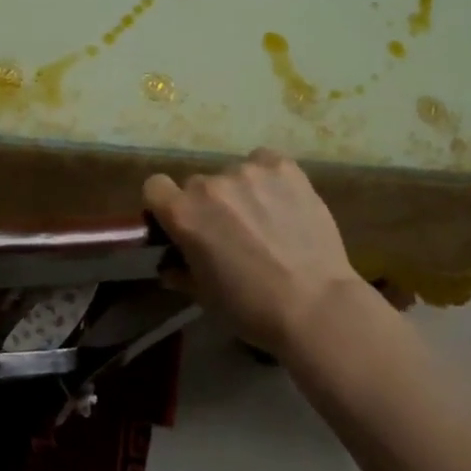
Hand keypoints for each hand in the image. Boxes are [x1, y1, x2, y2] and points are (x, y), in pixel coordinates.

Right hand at [144, 149, 364, 356]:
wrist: (315, 305)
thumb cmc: (251, 308)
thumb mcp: (204, 296)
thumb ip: (180, 272)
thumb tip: (170, 265)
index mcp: (183, 213)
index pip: (155, 186)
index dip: (165, 204)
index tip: (180, 223)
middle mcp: (210, 184)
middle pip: (198, 184)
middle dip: (208, 205)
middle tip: (231, 232)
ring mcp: (248, 171)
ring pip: (233, 174)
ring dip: (241, 193)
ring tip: (266, 220)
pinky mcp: (284, 167)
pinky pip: (265, 162)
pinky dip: (268, 178)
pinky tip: (283, 201)